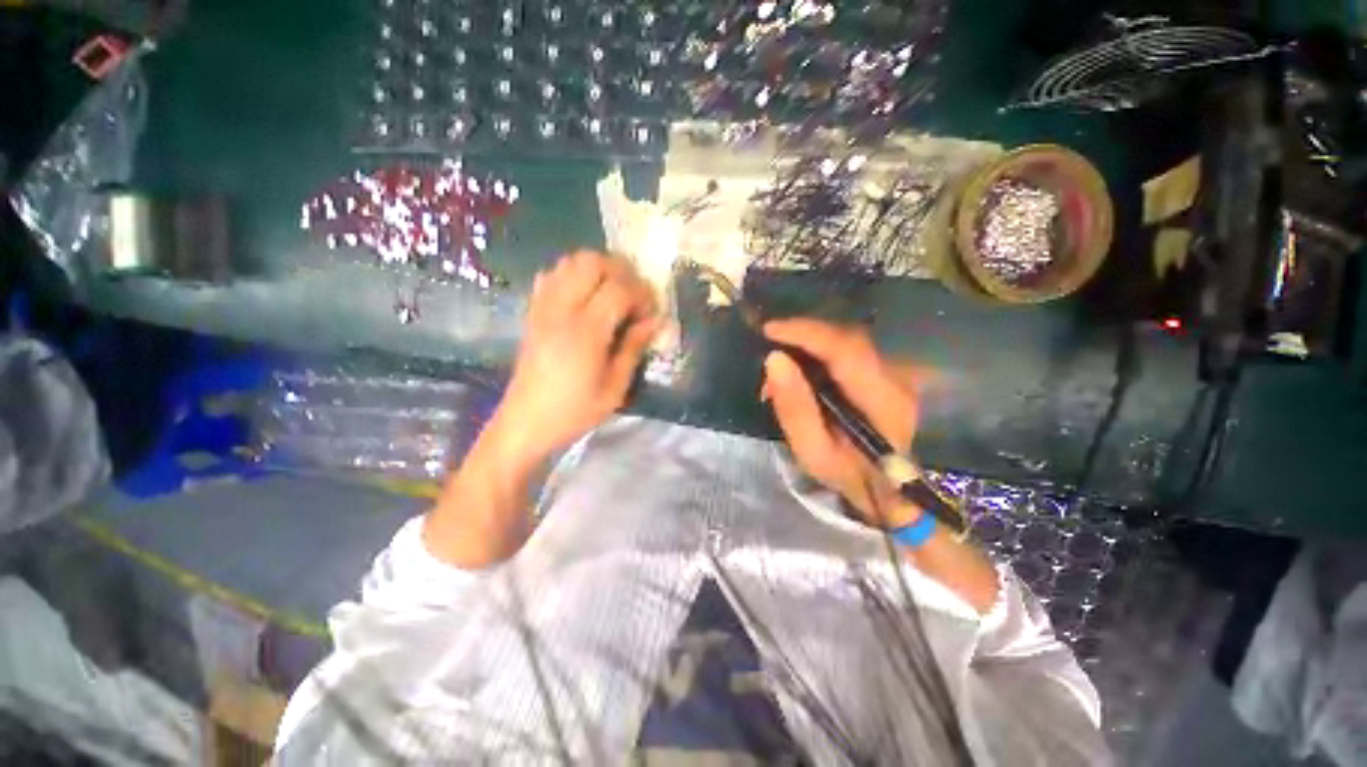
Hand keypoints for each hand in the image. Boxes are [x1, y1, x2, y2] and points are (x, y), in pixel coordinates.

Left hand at [491, 251, 660, 463]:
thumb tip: (655, 320)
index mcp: (586, 331)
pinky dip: (573, 275)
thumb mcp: (615, 387)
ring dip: (598, 269)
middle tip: (635, 295)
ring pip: (570, 261)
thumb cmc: (575, 411)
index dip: (642, 293)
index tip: (652, 311)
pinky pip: (551, 274)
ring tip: (612, 293)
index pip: (619, 288)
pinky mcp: (533, 311)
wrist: (526, 422)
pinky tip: (585, 297)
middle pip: (592, 262)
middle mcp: (562, 310)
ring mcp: (543, 307)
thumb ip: (634, 348)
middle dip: (621, 271)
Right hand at [761, 319, 923, 528]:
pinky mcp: (886, 373)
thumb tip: (774, 359)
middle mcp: (895, 378)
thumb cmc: (848, 475)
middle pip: (847, 338)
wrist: (887, 490)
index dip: (807, 333)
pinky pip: (848, 350)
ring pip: (847, 341)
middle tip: (770, 348)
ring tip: (782, 364)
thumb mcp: (813, 452)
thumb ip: (794, 408)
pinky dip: (819, 352)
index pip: (845, 349)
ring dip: (809, 344)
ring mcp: (895, 373)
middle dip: (803, 337)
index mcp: (882, 400)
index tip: (769, 330)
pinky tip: (801, 368)